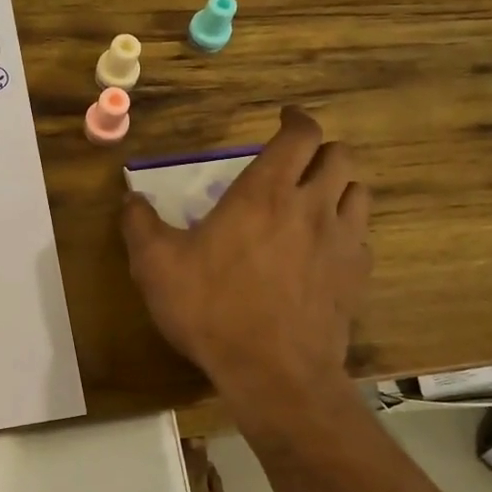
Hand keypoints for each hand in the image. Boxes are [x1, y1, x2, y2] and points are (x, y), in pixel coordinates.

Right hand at [122, 107, 369, 411]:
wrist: (274, 372)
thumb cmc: (212, 309)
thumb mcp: (156, 266)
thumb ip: (140, 225)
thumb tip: (130, 200)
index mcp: (266, 192)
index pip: (300, 135)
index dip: (296, 119)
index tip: (284, 118)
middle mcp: (312, 206)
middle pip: (340, 155)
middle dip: (320, 149)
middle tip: (297, 161)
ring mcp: (342, 241)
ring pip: (359, 191)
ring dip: (339, 185)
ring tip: (316, 198)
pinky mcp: (356, 276)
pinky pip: (362, 236)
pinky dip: (346, 229)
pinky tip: (325, 247)